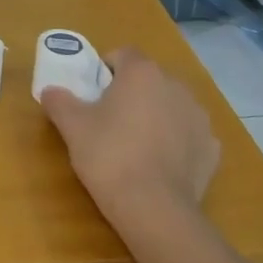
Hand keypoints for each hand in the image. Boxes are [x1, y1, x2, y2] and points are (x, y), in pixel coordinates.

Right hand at [41, 48, 219, 238]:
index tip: (93, 94)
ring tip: (136, 147)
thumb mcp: (73, 127)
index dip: (106, 70)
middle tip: (110, 122)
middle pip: (149, 80)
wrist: (154, 208)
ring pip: (171, 106)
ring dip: (156, 116)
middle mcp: (176, 86)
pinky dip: (176, 143)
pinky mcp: (211, 147)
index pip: (123, 54)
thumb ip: (59, 101)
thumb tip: (50, 90)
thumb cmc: (109, 157)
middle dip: (132, 94)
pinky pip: (188, 135)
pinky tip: (159, 166)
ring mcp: (199, 117)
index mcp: (142, 73)